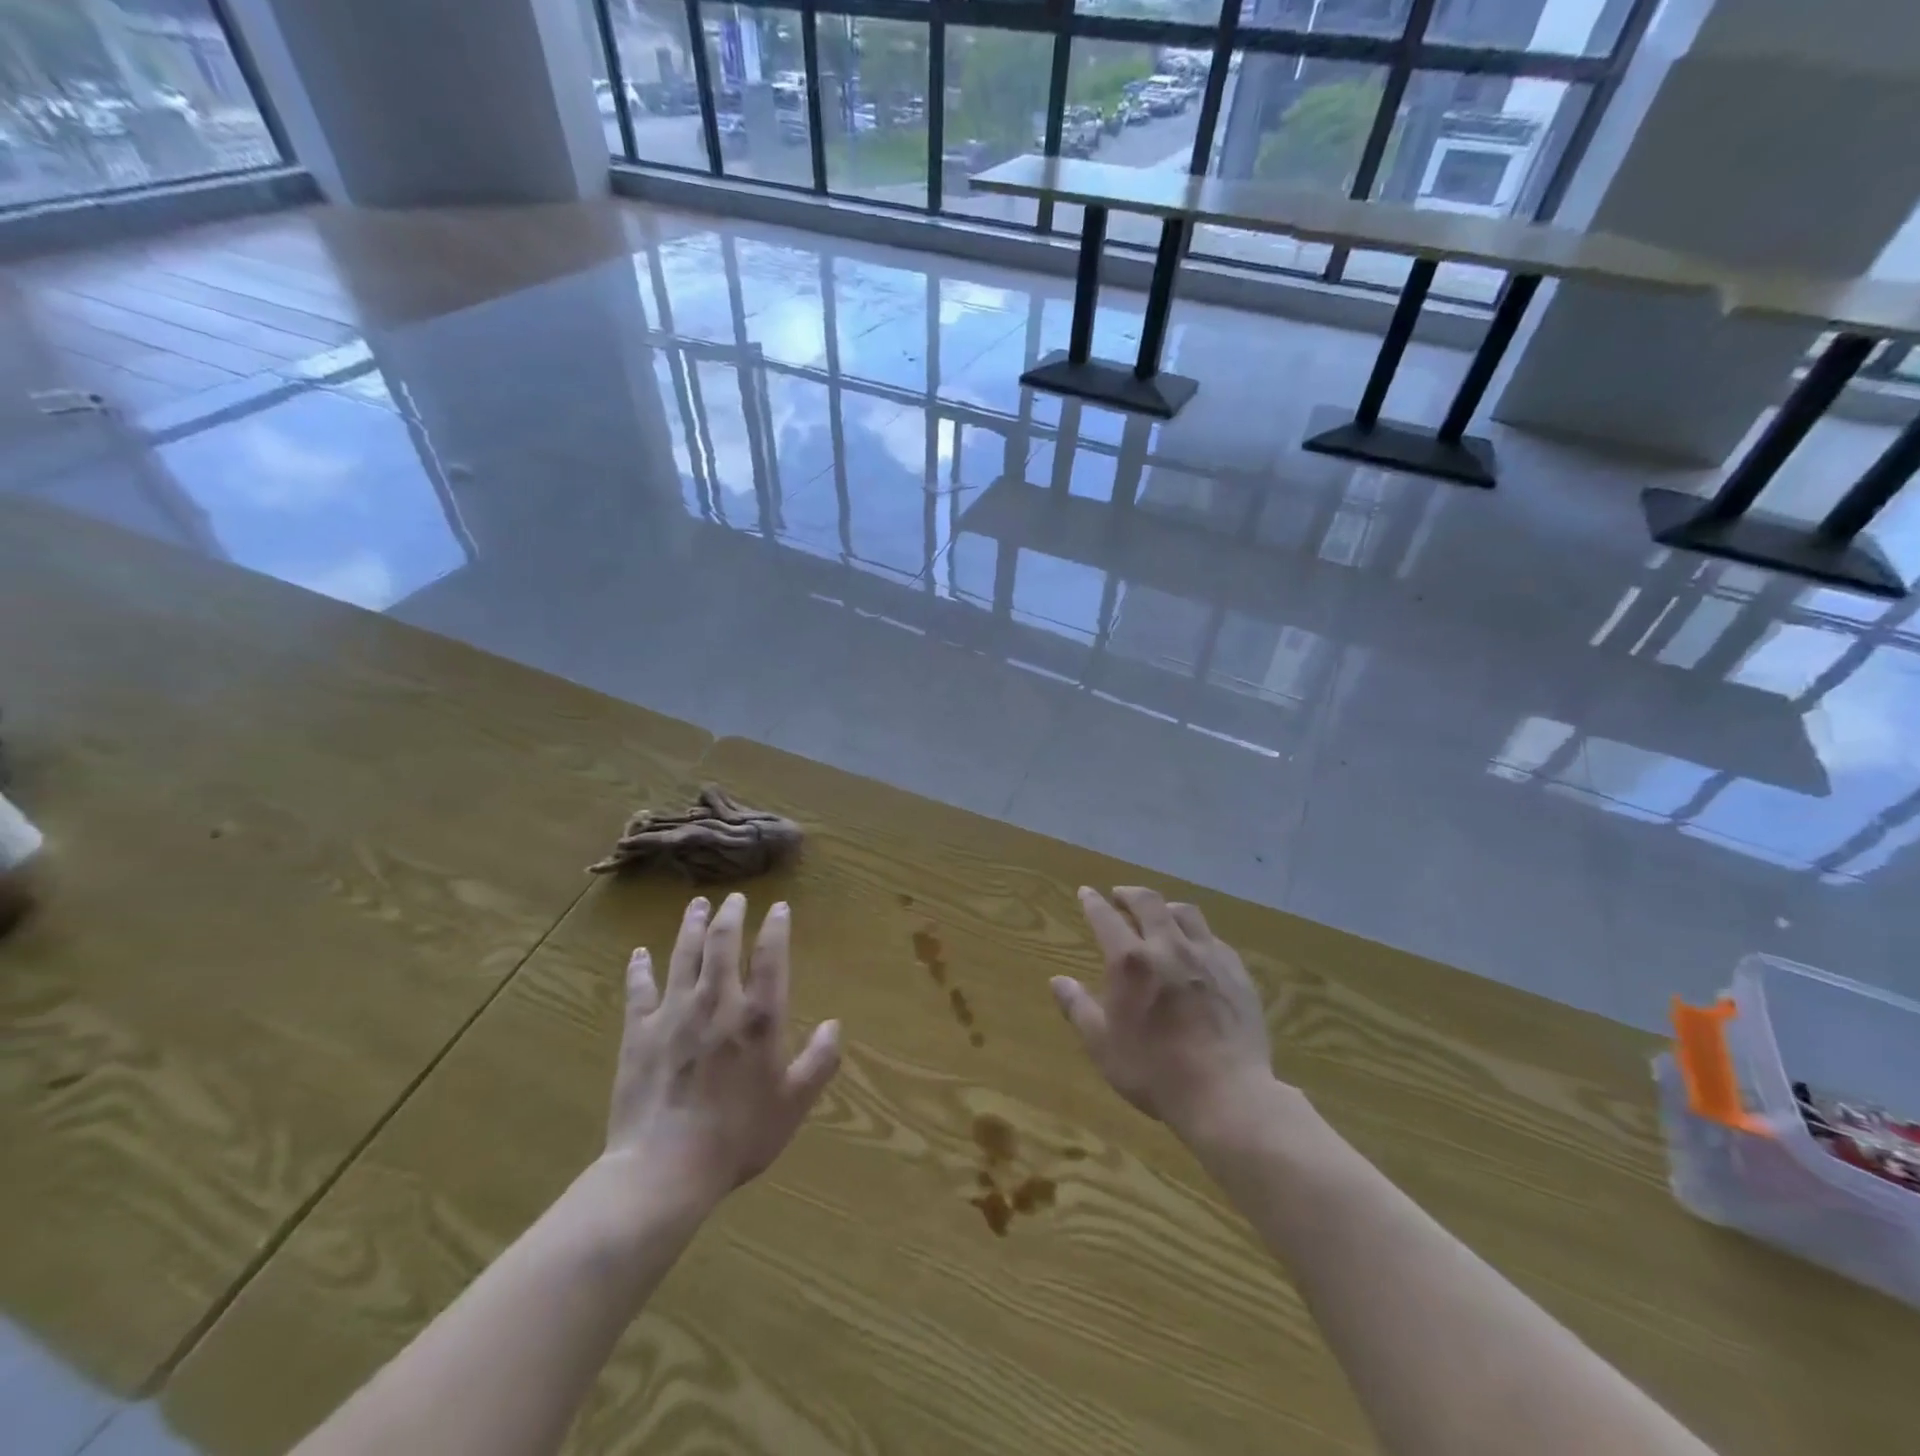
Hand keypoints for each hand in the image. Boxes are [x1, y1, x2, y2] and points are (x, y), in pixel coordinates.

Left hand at [602, 893, 840, 1210]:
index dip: (776, 928)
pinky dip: (639, 969)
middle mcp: (718, 1002)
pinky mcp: (639, 1032)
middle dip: (730, 916)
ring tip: (697, 905)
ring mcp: (674, 1013)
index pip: (771, 958)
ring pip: (684, 956)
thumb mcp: (793, 1104)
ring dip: (691, 927)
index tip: (779, 907)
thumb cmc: (737, 1137)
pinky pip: (639, 990)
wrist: (664, 1169)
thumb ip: (819, 1061)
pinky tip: (639, 954)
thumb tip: (835, 1025)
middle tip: (734, 898)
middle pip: (723, 945)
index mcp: (759, 1018)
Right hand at [1052, 886, 1278, 1137]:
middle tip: (1120, 896)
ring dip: (1166, 907)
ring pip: (1186, 913)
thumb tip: (1057, 980)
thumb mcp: (1103, 1045)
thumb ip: (1078, 1007)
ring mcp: (1207, 957)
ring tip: (1159, 914)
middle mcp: (1168, 946)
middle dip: (1130, 894)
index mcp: (1131, 961)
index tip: (1086, 892)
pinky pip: (1213, 938)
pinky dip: (1197, 934)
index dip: (1093, 902)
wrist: (1227, 1095)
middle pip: (1149, 902)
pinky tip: (1196, 947)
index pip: (1106, 917)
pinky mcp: (1237, 972)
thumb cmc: (1155, 1071)